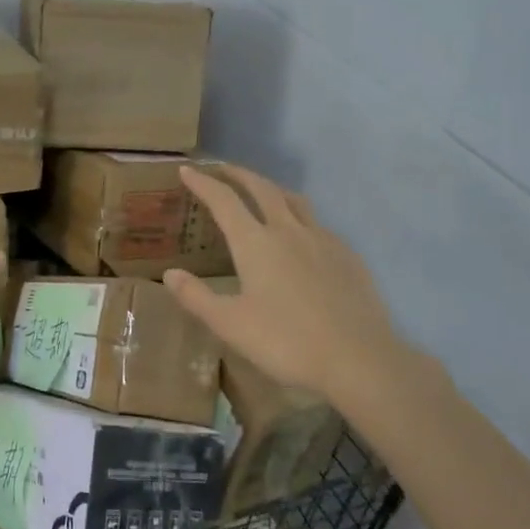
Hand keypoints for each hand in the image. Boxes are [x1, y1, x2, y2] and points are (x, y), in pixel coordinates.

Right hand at [164, 164, 422, 422]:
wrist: (359, 359)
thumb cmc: (286, 342)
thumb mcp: (230, 324)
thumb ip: (196, 297)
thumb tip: (170, 273)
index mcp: (256, 243)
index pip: (224, 200)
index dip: (203, 183)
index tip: (187, 170)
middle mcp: (288, 231)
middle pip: (261, 189)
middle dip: (238, 174)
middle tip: (221, 169)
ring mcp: (323, 240)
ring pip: (294, 200)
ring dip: (271, 188)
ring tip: (260, 191)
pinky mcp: (347, 256)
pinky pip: (317, 224)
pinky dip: (299, 216)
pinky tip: (300, 235)